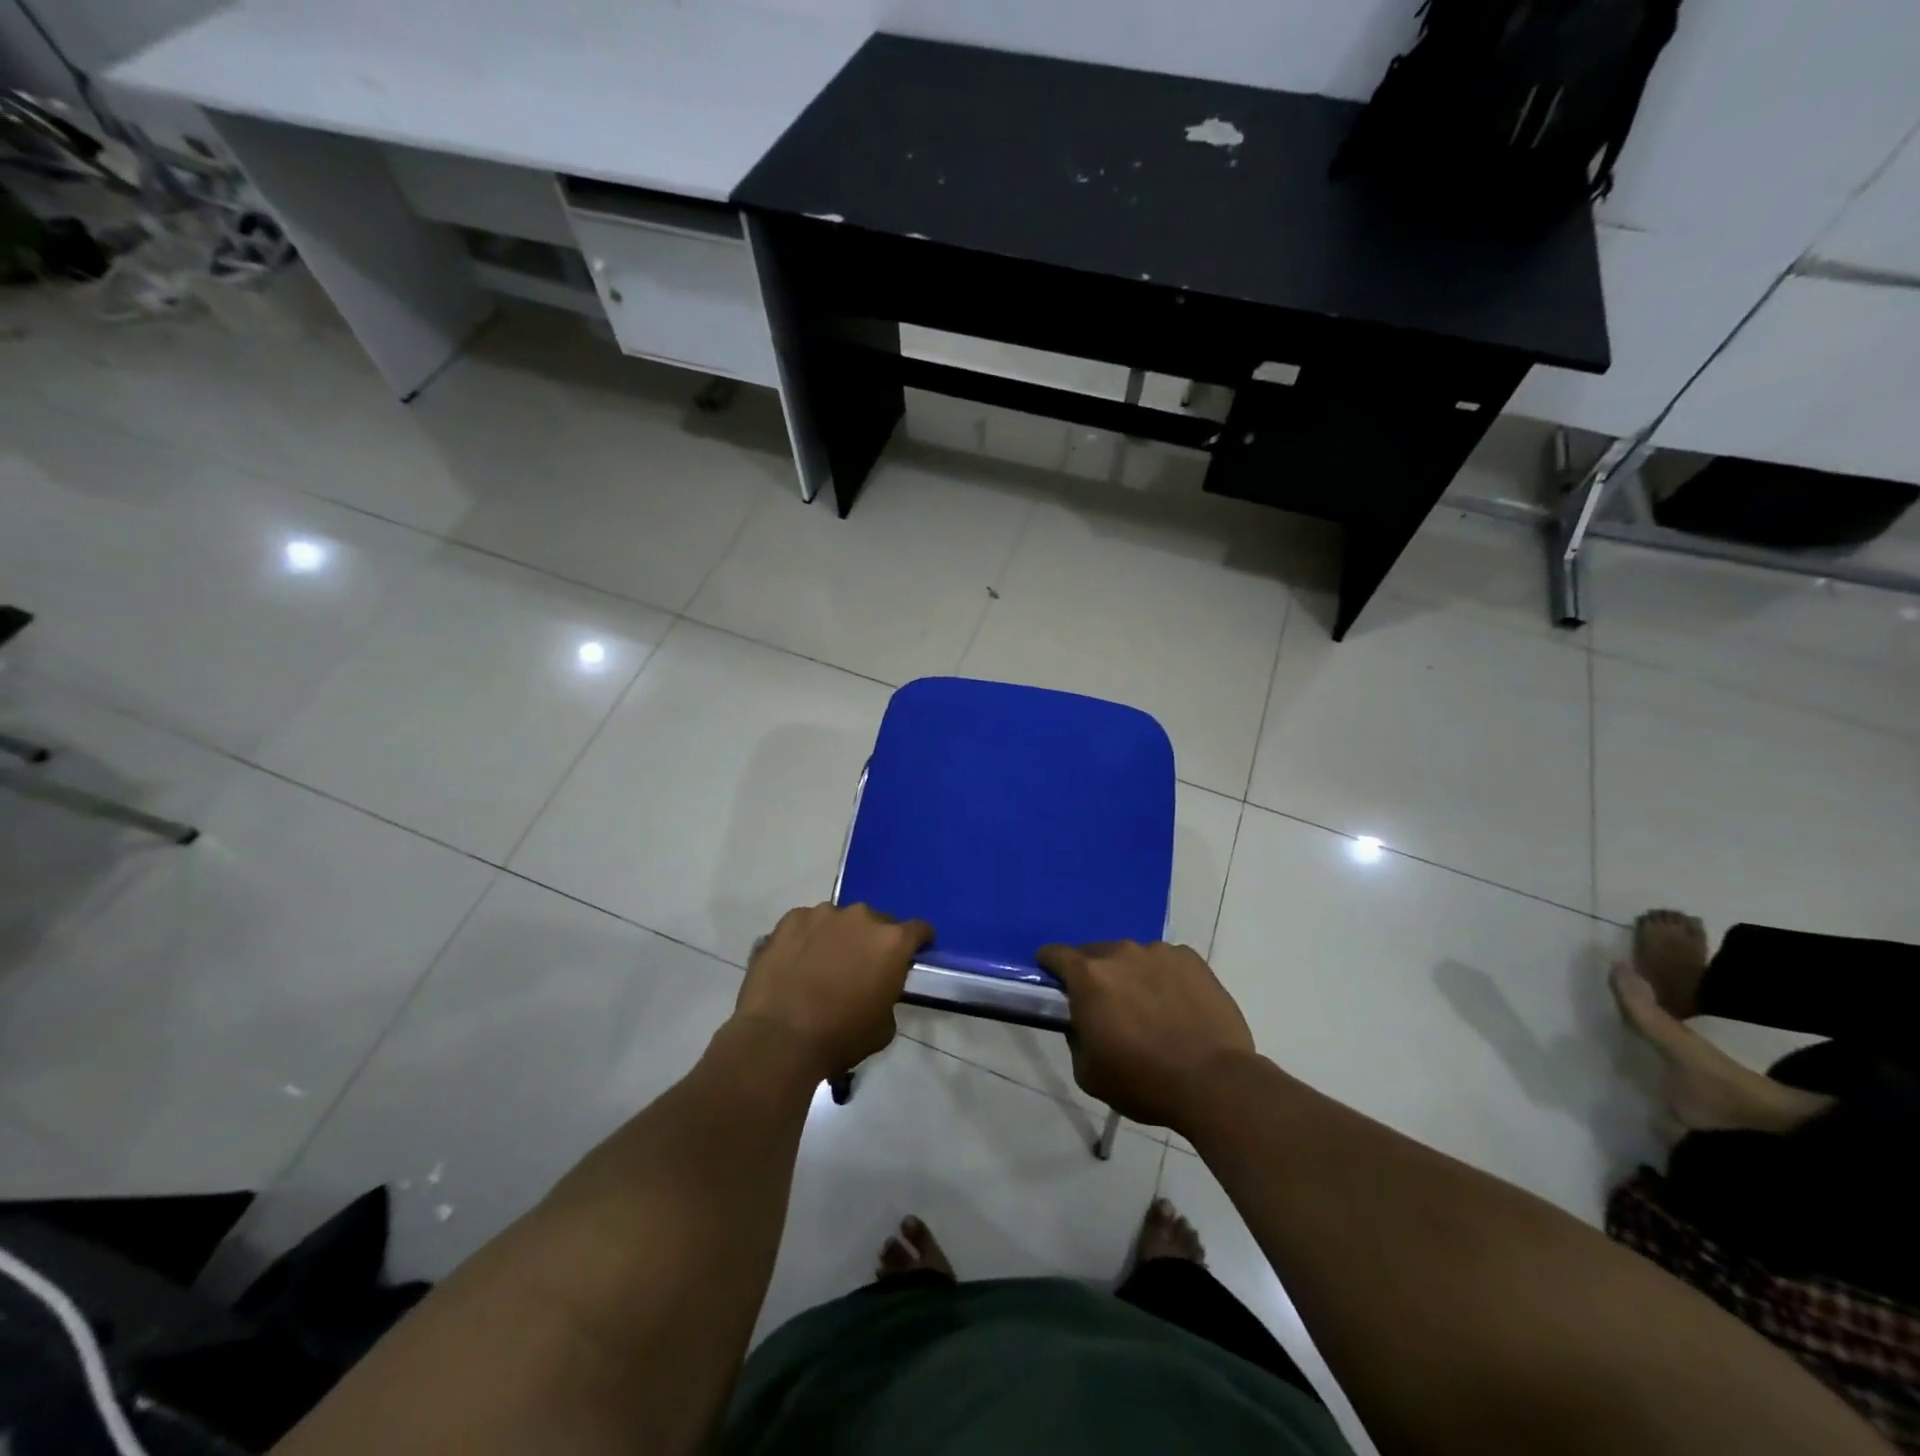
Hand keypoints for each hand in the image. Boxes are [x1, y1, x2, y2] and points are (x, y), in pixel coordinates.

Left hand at [733, 903, 932, 1080]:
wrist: (779, 1039)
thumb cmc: (840, 1037)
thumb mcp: (884, 1026)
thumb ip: (889, 994)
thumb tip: (878, 987)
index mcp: (892, 942)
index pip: (919, 930)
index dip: (918, 942)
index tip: (911, 955)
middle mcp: (861, 917)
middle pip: (877, 922)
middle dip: (873, 941)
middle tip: (860, 967)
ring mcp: (823, 914)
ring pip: (840, 920)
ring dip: (838, 936)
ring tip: (822, 964)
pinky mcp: (790, 919)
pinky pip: (806, 923)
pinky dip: (807, 937)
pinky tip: (796, 962)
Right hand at [1038, 940, 1254, 1130]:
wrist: (1214, 1082)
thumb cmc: (1144, 1081)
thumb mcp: (1088, 1073)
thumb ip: (1075, 1037)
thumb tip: (1082, 1021)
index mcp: (1089, 976)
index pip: (1055, 954)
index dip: (1050, 966)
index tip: (1055, 983)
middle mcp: (1121, 953)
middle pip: (1095, 953)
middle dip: (1094, 975)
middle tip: (1107, 1007)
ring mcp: (1159, 952)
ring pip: (1133, 957)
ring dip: (1131, 975)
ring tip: (1148, 1009)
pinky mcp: (1192, 959)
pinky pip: (1166, 962)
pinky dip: (1163, 977)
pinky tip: (1177, 1006)